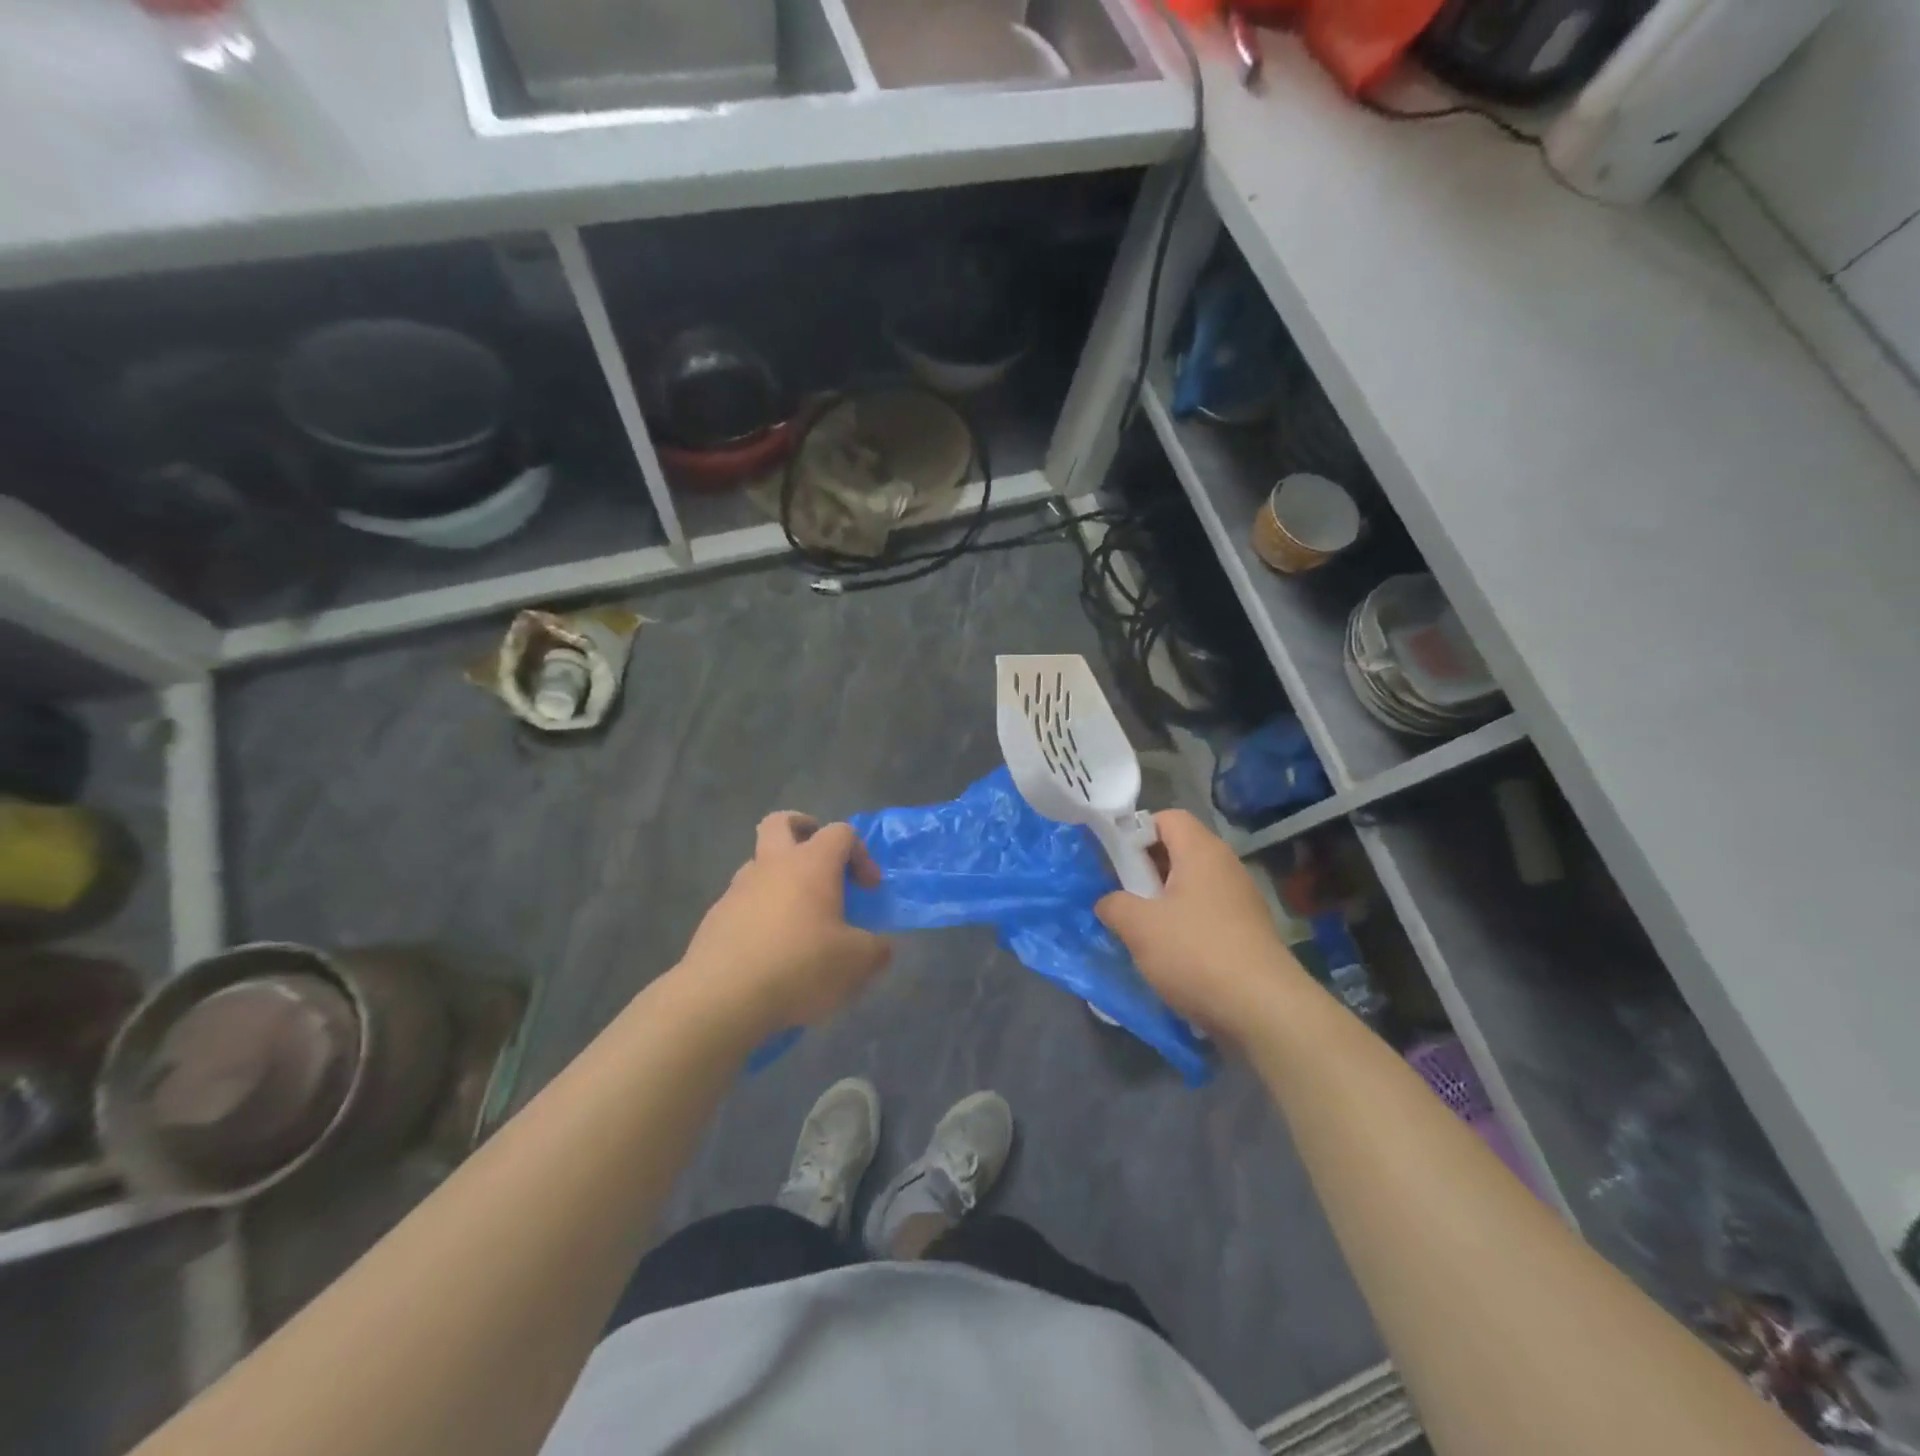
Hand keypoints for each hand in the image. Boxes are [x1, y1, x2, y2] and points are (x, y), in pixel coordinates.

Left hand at [679, 812, 891, 1036]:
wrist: (722, 998)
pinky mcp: (715, 919)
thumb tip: (880, 947)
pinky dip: (760, 913)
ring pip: (759, 864)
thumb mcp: (856, 964)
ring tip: (797, 918)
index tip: (867, 888)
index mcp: (811, 864)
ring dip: (779, 878)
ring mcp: (738, 890)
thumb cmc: (800, 966)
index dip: (860, 853)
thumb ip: (876, 949)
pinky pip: (743, 902)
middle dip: (803, 829)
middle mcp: (772, 865)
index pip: (840, 833)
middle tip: (820, 858)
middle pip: (781, 823)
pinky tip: (770, 950)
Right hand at [1095, 810, 1306, 1039]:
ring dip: (1163, 901)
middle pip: (1179, 850)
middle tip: (1122, 897)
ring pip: (1191, 885)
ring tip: (1142, 930)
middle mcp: (1225, 866)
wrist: (1264, 1010)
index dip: (1136, 831)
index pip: (1167, 817)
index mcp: (1201, 851)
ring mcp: (1241, 900)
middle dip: (1145, 870)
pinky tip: (1171, 954)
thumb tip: (1108, 902)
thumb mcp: (1139, 927)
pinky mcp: (1247, 931)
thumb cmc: (1195, 953)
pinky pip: (1206, 913)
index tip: (1115, 862)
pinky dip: (1184, 924)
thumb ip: (1114, 905)